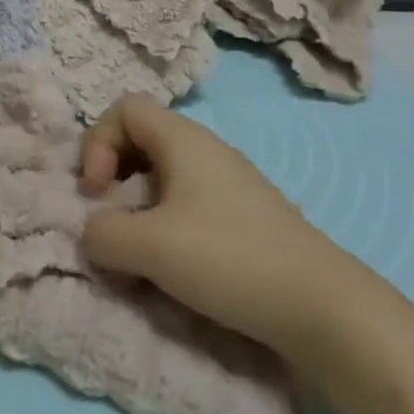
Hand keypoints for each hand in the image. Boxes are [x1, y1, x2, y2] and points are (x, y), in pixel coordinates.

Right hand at [79, 97, 348, 361]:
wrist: (321, 304)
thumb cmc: (229, 258)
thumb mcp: (151, 246)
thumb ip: (103, 233)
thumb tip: (92, 231)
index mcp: (182, 138)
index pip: (124, 109)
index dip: (98, 142)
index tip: (97, 191)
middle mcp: (204, 149)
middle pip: (141, 139)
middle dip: (113, 175)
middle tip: (108, 217)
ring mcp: (226, 181)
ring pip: (162, 174)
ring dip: (137, 205)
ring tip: (136, 249)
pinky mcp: (241, 215)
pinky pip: (186, 201)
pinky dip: (164, 223)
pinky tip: (171, 264)